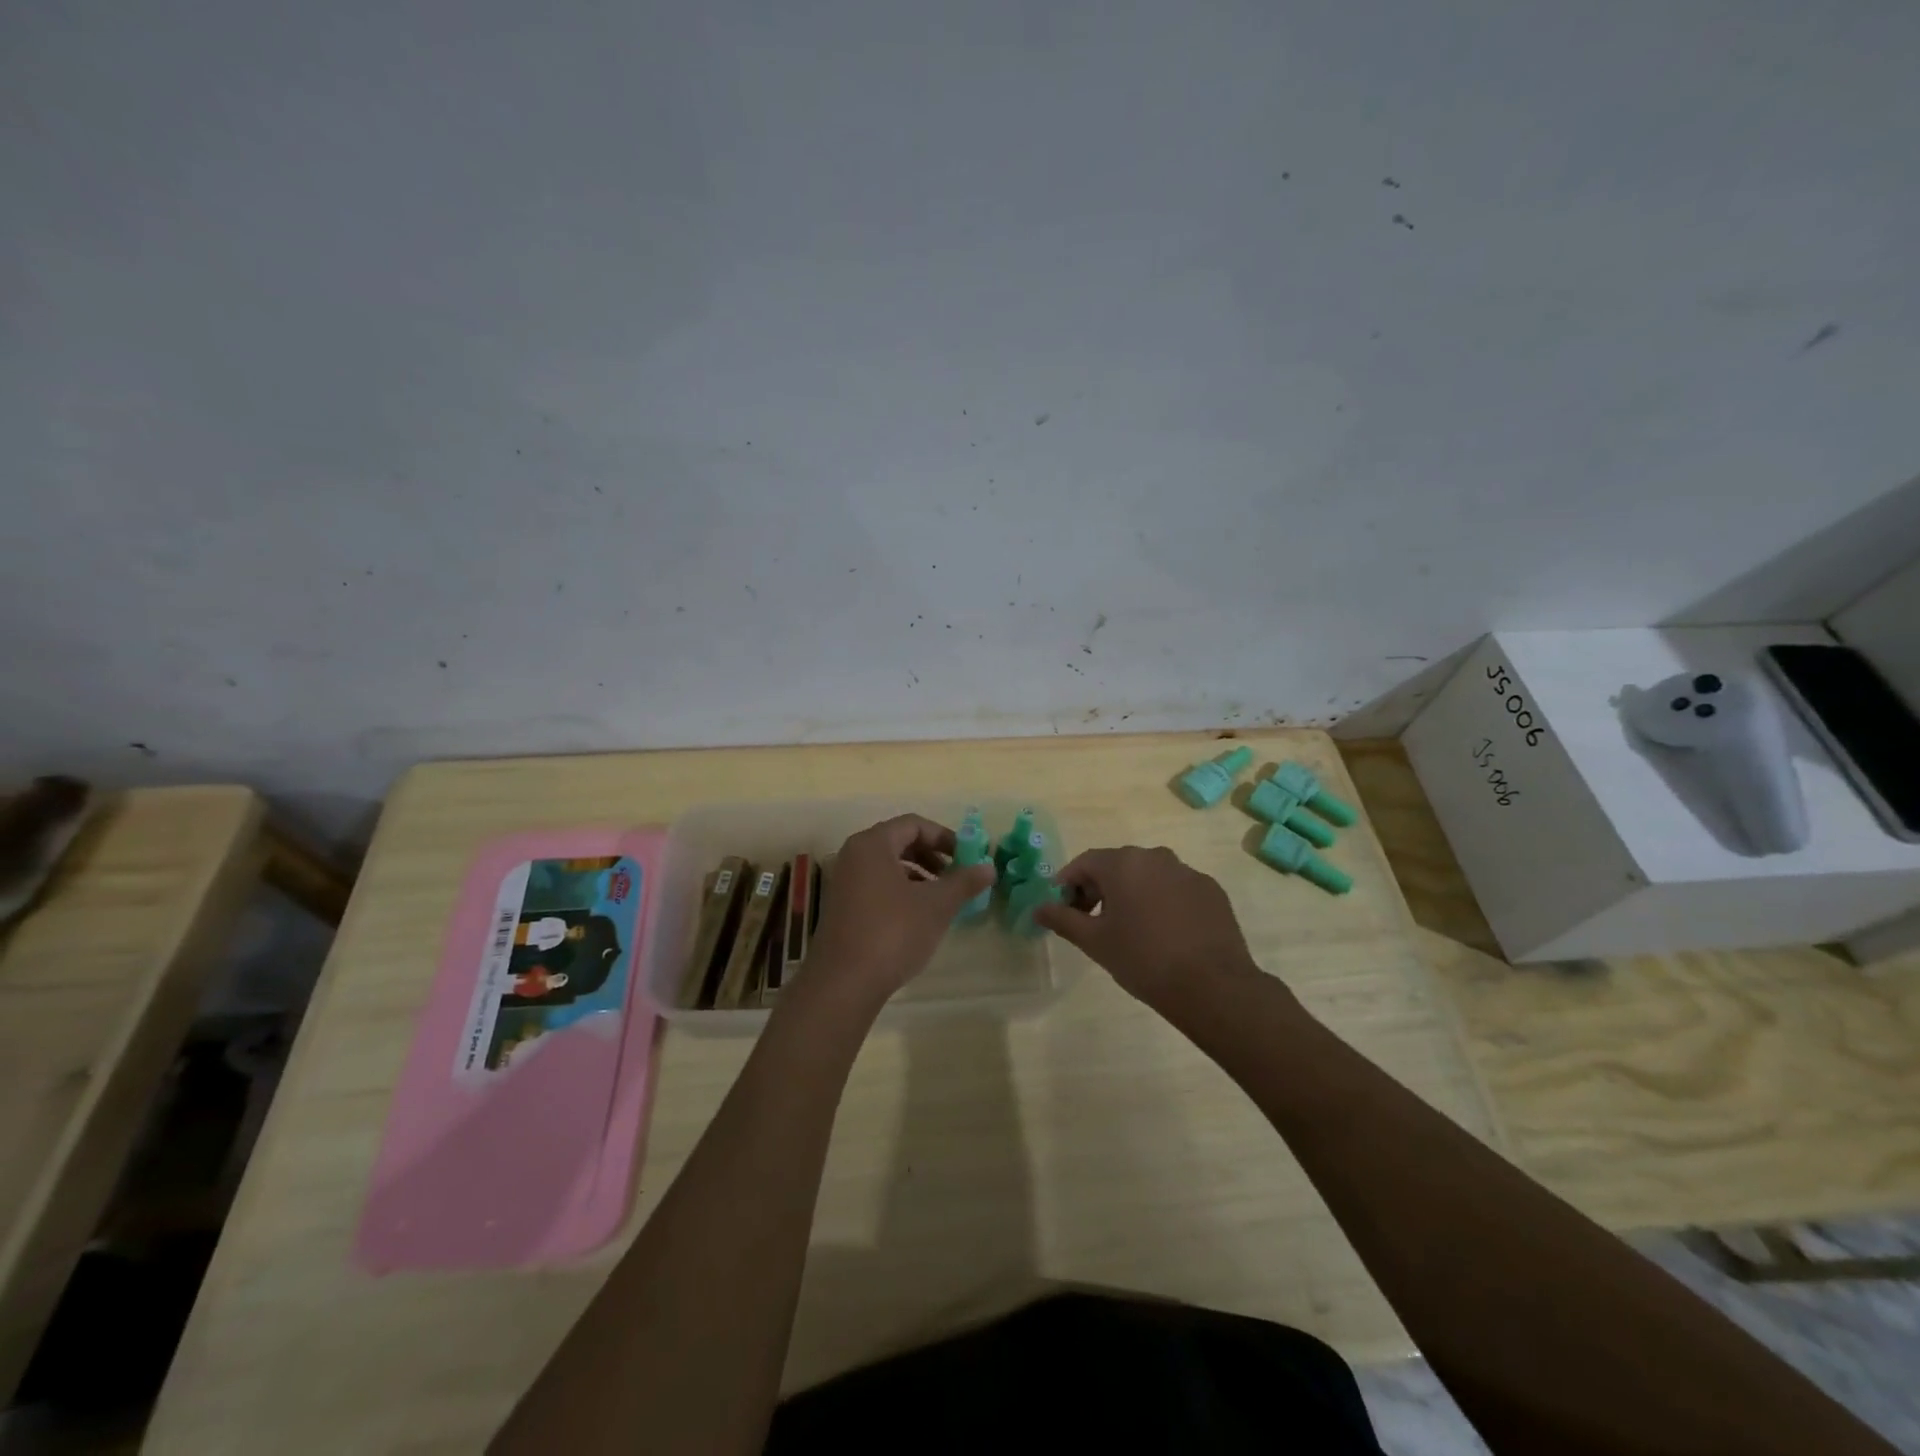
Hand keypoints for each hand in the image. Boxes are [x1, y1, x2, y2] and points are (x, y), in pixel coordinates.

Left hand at [804, 815, 996, 1009]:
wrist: (843, 983)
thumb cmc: (893, 932)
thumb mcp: (936, 905)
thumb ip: (964, 882)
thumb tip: (989, 867)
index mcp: (872, 844)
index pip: (914, 824)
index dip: (944, 837)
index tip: (967, 857)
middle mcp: (853, 855)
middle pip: (899, 842)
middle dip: (932, 856)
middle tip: (956, 876)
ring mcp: (843, 882)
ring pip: (887, 866)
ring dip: (918, 875)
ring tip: (941, 899)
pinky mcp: (841, 907)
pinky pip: (875, 885)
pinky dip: (900, 891)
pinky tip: (917, 917)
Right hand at [1034, 846, 1259, 1006]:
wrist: (1212, 986)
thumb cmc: (1143, 959)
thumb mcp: (1094, 941)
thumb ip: (1062, 919)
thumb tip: (1037, 909)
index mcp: (1124, 863)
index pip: (1084, 863)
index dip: (1067, 884)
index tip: (1062, 909)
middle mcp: (1156, 857)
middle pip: (1117, 866)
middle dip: (1099, 888)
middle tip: (1091, 921)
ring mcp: (1187, 872)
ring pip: (1148, 876)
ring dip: (1132, 894)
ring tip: (1129, 929)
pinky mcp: (1211, 890)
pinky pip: (1176, 889)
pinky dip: (1162, 902)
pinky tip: (1163, 934)